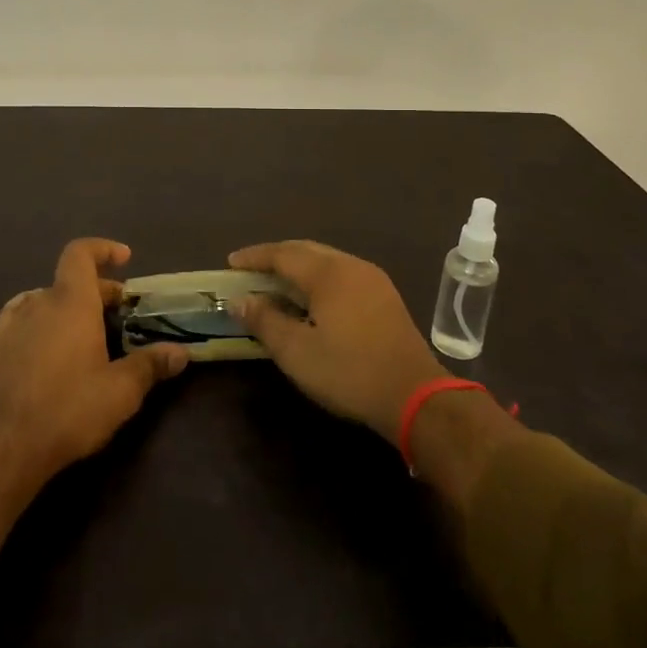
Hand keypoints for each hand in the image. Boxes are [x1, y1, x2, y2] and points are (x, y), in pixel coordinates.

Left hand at [0, 237, 189, 483]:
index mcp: (70, 301)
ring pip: (47, 299)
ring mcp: (14, 325)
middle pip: (70, 280)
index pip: (80, 253)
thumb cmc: (69, 408)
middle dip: (99, 289)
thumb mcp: (121, 391)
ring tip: (90, 329)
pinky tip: (50, 343)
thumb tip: (181, 352)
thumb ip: (151, 365)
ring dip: (70, 305)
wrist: (6, 446)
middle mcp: (40, 303)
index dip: (103, 249)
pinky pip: (24, 318)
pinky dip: (43, 320)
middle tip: (122, 313)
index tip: (125, 260)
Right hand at [229, 240, 447, 443]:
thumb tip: (240, 300)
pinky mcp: (385, 298)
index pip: (282, 254)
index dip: (254, 257)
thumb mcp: (296, 352)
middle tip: (250, 270)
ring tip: (276, 283)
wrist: (415, 397)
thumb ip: (264, 321)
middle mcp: (351, 266)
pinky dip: (318, 279)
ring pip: (326, 261)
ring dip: (298, 267)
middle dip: (275, 257)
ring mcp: (373, 280)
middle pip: (306, 250)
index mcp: (328, 273)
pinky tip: (311, 299)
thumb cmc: (349, 372)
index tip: (230, 263)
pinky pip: (342, 274)